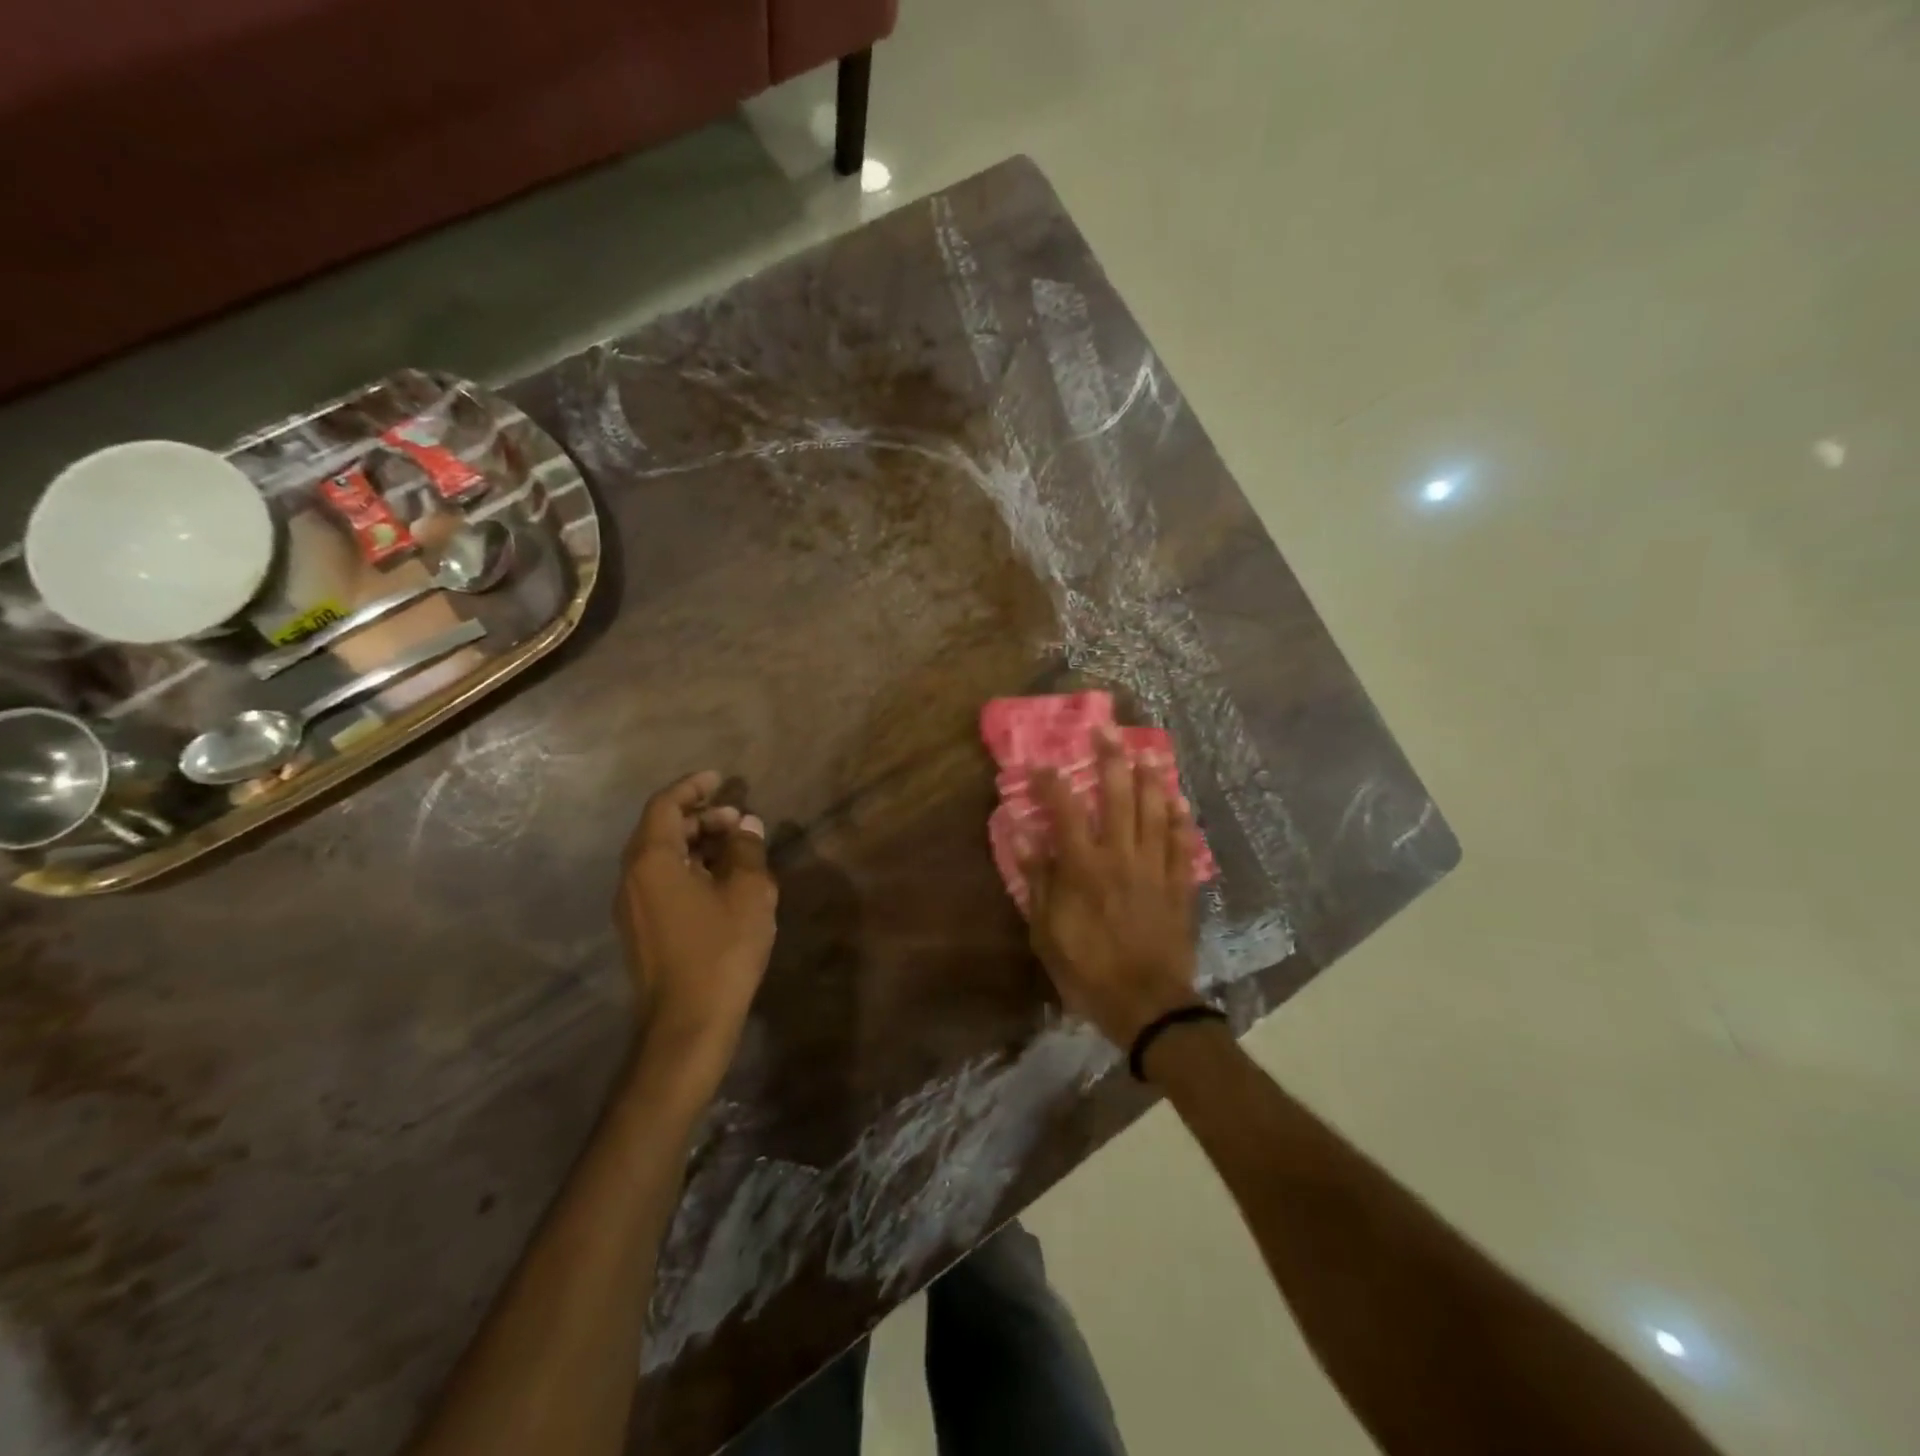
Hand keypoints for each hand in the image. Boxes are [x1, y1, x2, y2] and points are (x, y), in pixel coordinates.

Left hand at [615, 771, 777, 1071]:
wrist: (687, 1024)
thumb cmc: (721, 951)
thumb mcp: (749, 893)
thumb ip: (747, 851)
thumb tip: (746, 825)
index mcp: (652, 861)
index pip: (664, 805)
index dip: (692, 787)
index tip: (719, 778)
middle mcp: (632, 878)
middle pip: (660, 829)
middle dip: (699, 816)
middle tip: (737, 819)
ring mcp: (632, 907)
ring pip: (660, 857)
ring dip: (695, 843)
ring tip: (736, 848)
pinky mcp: (640, 930)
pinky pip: (661, 881)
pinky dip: (689, 868)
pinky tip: (722, 881)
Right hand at [1017, 728, 1202, 1046]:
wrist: (1147, 1004)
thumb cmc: (1087, 970)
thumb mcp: (1046, 932)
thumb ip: (1038, 881)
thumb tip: (1023, 837)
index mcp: (1083, 866)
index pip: (1065, 810)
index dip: (1051, 782)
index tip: (1041, 762)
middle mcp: (1121, 856)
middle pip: (1118, 797)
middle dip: (1111, 760)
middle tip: (1107, 731)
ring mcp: (1155, 868)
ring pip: (1154, 812)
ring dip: (1150, 779)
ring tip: (1147, 752)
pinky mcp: (1179, 885)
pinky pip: (1181, 844)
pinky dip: (1180, 819)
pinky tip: (1179, 800)